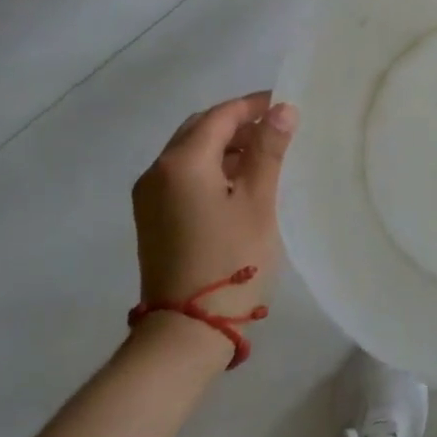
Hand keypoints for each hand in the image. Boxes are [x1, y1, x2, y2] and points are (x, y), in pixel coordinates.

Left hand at [130, 92, 297, 326]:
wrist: (186, 331)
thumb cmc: (231, 260)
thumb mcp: (258, 201)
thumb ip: (269, 150)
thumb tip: (282, 109)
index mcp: (181, 162)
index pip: (220, 115)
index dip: (254, 105)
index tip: (287, 105)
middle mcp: (157, 171)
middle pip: (200, 129)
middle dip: (238, 123)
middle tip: (277, 129)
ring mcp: (149, 196)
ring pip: (190, 153)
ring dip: (225, 146)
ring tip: (265, 156)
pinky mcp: (152, 218)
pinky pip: (183, 176)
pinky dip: (211, 168)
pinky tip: (240, 184)